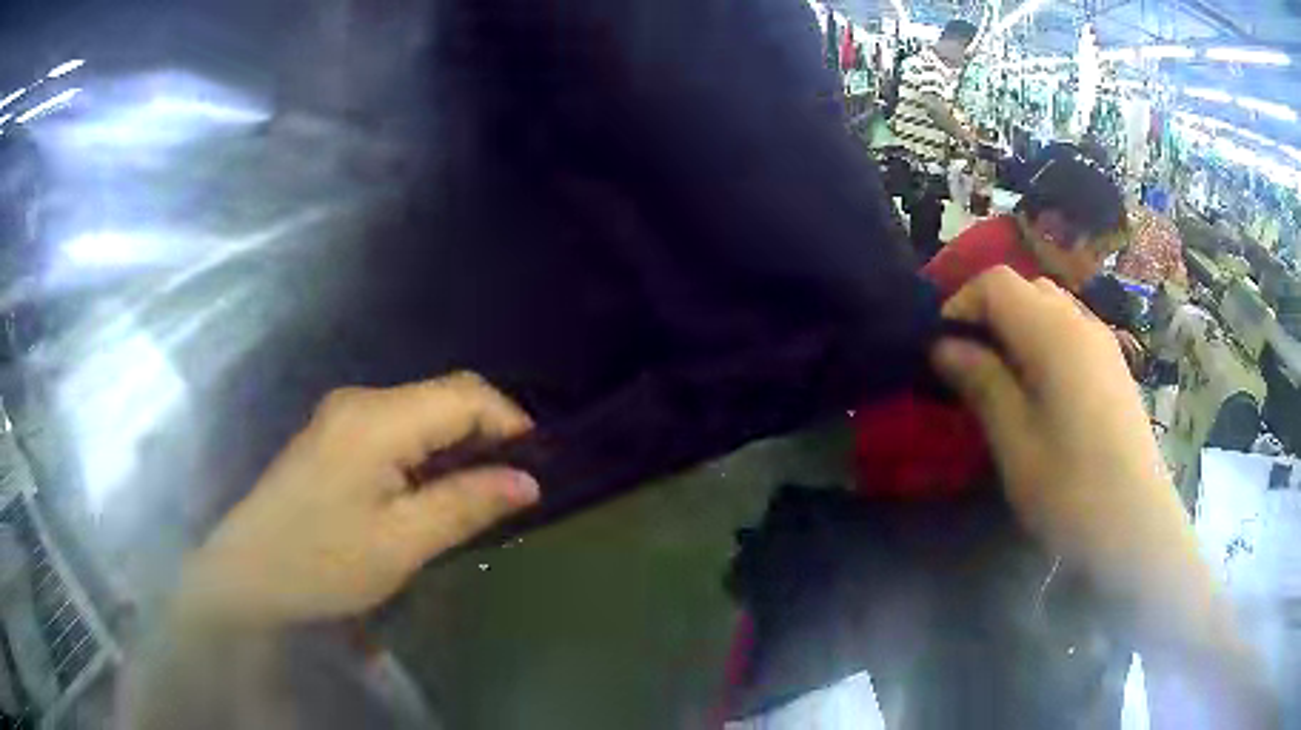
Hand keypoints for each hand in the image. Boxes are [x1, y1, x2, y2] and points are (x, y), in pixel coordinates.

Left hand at [175, 373, 539, 628]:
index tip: (537, 467)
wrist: (246, 573)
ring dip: (458, 444)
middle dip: (487, 433)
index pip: (464, 394)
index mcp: (376, 420)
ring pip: (421, 412)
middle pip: (443, 396)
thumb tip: (528, 482)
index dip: (510, 422)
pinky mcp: (333, 434)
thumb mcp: (400, 545)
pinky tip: (432, 489)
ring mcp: (342, 415)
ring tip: (481, 492)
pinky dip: (428, 451)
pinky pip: (397, 427)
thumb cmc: (320, 563)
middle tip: (514, 486)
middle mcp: (360, 401)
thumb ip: (465, 505)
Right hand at [930, 268, 1182, 593]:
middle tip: (968, 364)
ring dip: (1017, 328)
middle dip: (989, 314)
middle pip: (1025, 288)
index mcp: (1054, 333)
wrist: (1137, 525)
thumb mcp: (1015, 442)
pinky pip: (1071, 331)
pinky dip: (1043, 342)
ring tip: (1002, 378)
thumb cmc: (1071, 490)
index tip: (941, 350)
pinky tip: (1041, 391)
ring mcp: (1103, 343)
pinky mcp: (1114, 367)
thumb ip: (982, 383)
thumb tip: (944, 346)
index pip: (997, 282)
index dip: (961, 305)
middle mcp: (1081, 322)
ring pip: (1051, 307)